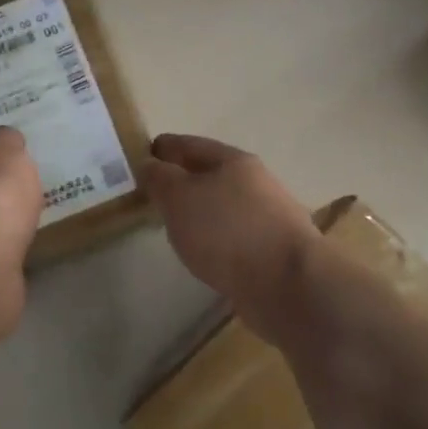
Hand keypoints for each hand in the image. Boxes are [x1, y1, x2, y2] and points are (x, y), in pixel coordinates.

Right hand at [140, 134, 319, 333]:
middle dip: (182, 180)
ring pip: (223, 205)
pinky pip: (234, 234)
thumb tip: (151, 165)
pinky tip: (204, 250)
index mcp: (233, 161)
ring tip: (175, 225)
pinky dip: (215, 236)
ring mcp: (268, 216)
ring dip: (200, 210)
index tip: (139, 157)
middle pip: (210, 173)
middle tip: (153, 194)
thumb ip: (160, 179)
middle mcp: (255, 182)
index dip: (163, 149)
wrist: (288, 284)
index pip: (189, 145)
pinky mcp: (273, 248)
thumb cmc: (227, 231)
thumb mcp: (180, 198)